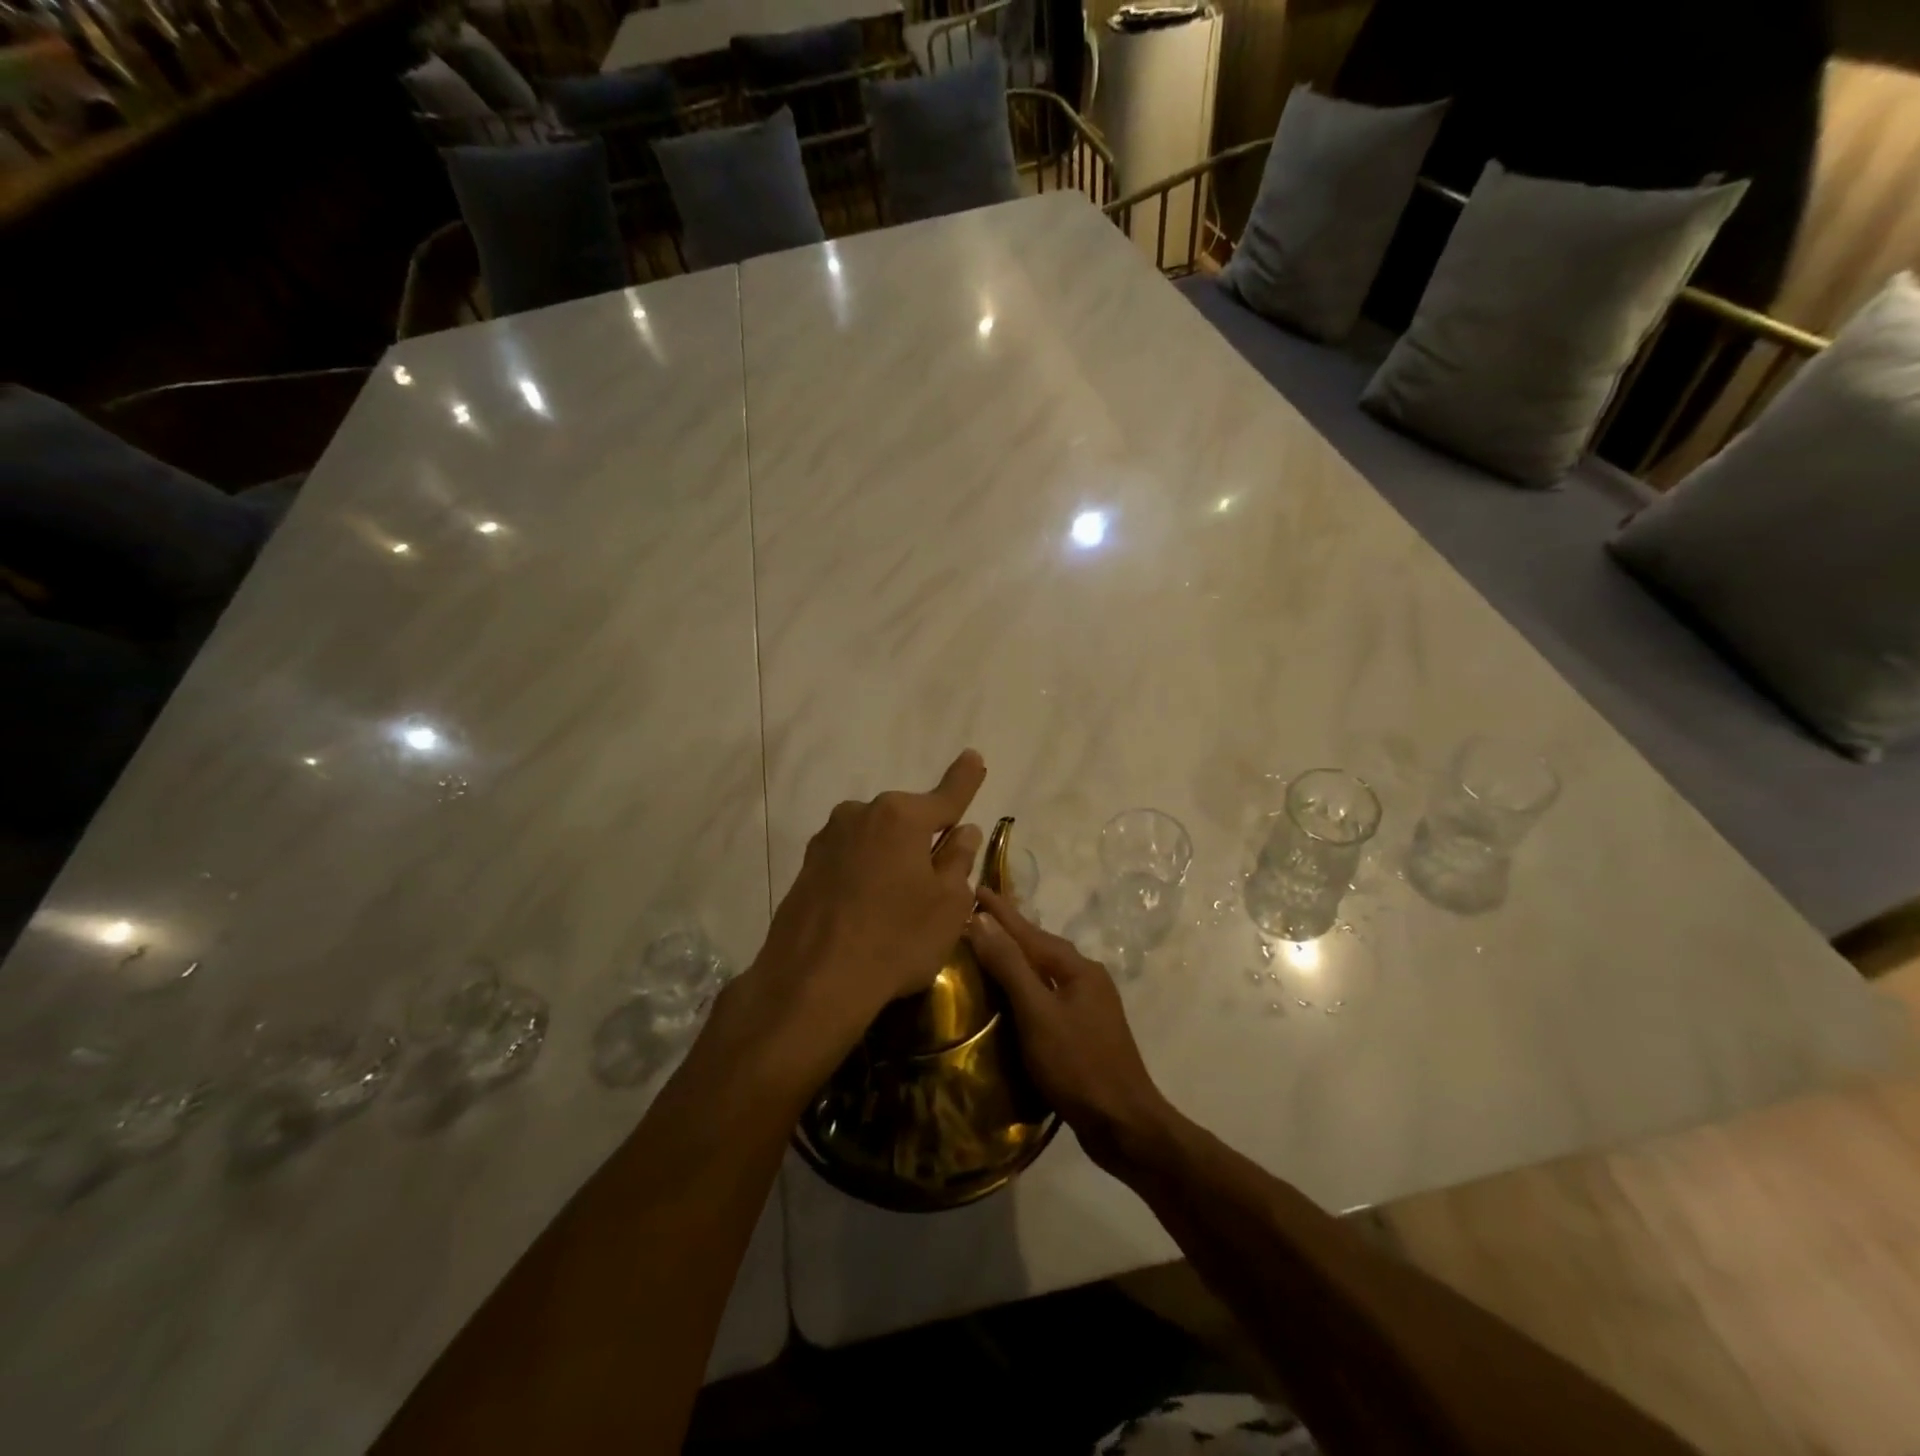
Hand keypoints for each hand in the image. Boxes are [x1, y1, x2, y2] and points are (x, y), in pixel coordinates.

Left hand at [748, 750, 986, 1060]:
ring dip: (891, 859)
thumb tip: (963, 831)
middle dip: (923, 839)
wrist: (812, 983)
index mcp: (900, 816)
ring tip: (896, 906)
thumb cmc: (895, 940)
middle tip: (936, 881)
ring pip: (875, 841)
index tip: (974, 757)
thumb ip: (958, 861)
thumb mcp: (948, 905)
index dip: (964, 780)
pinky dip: (864, 876)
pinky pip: (849, 862)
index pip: (945, 796)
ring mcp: (827, 840)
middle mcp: (860, 814)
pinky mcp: (806, 868)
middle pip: (906, 820)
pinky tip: (866, 913)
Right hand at [967, 886, 1173, 1168]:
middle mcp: (1087, 977)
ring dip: (1017, 957)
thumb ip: (1010, 966)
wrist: (1124, 1124)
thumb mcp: (1037, 1013)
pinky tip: (1013, 994)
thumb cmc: (1078, 1065)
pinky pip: (1049, 993)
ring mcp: (1090, 1005)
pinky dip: (1027, 985)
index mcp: (1077, 968)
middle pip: (1040, 946)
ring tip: (989, 948)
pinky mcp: (1086, 1030)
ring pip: (1045, 970)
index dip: (1000, 911)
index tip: (975, 887)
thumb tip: (981, 919)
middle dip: (1009, 930)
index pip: (1029, 931)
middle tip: (977, 914)